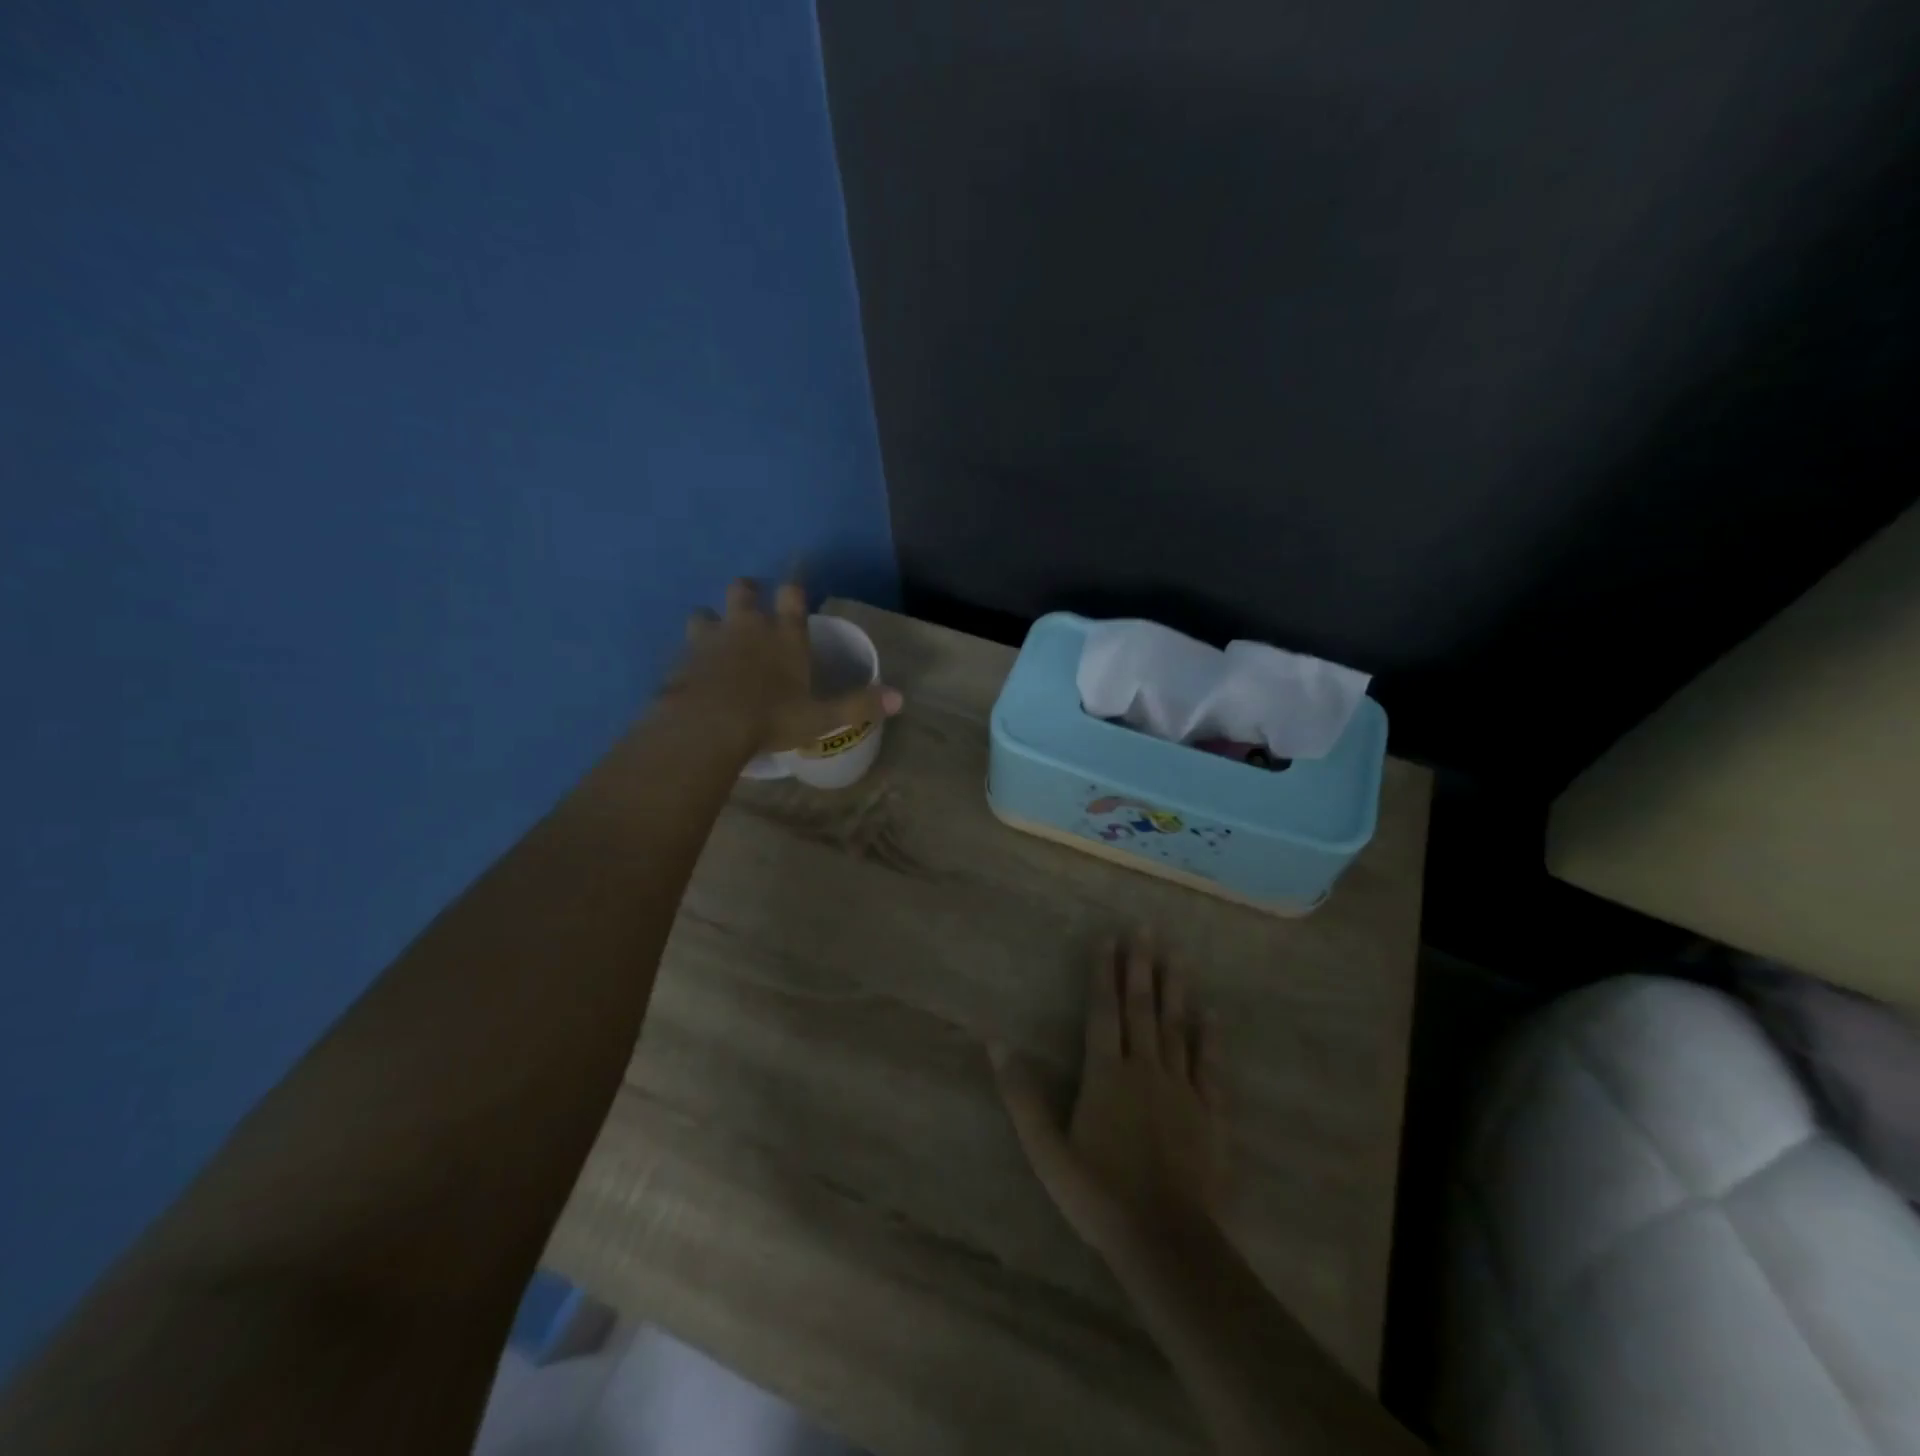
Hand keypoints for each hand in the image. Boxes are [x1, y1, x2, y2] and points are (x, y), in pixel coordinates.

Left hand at [669, 578, 902, 754]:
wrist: (707, 727)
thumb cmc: (771, 718)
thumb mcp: (822, 717)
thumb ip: (858, 705)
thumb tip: (900, 699)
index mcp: (784, 636)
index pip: (791, 596)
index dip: (793, 588)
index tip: (792, 587)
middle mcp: (746, 627)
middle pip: (742, 591)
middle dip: (747, 592)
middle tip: (750, 602)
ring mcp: (709, 640)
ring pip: (705, 614)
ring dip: (710, 621)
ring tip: (714, 636)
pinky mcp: (681, 660)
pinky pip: (684, 648)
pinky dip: (690, 655)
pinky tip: (693, 672)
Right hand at [995, 936, 1229, 1263]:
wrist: (1164, 1240)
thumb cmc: (1098, 1194)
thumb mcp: (1045, 1150)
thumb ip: (1021, 1095)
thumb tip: (995, 1042)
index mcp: (1105, 1074)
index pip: (1102, 1011)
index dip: (1103, 973)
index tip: (1108, 937)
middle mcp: (1144, 1069)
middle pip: (1141, 1008)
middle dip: (1141, 967)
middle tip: (1146, 928)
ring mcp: (1181, 1089)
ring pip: (1177, 1028)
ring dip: (1175, 989)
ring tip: (1177, 954)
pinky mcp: (1211, 1113)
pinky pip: (1211, 1066)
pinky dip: (1211, 1037)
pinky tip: (1212, 1012)